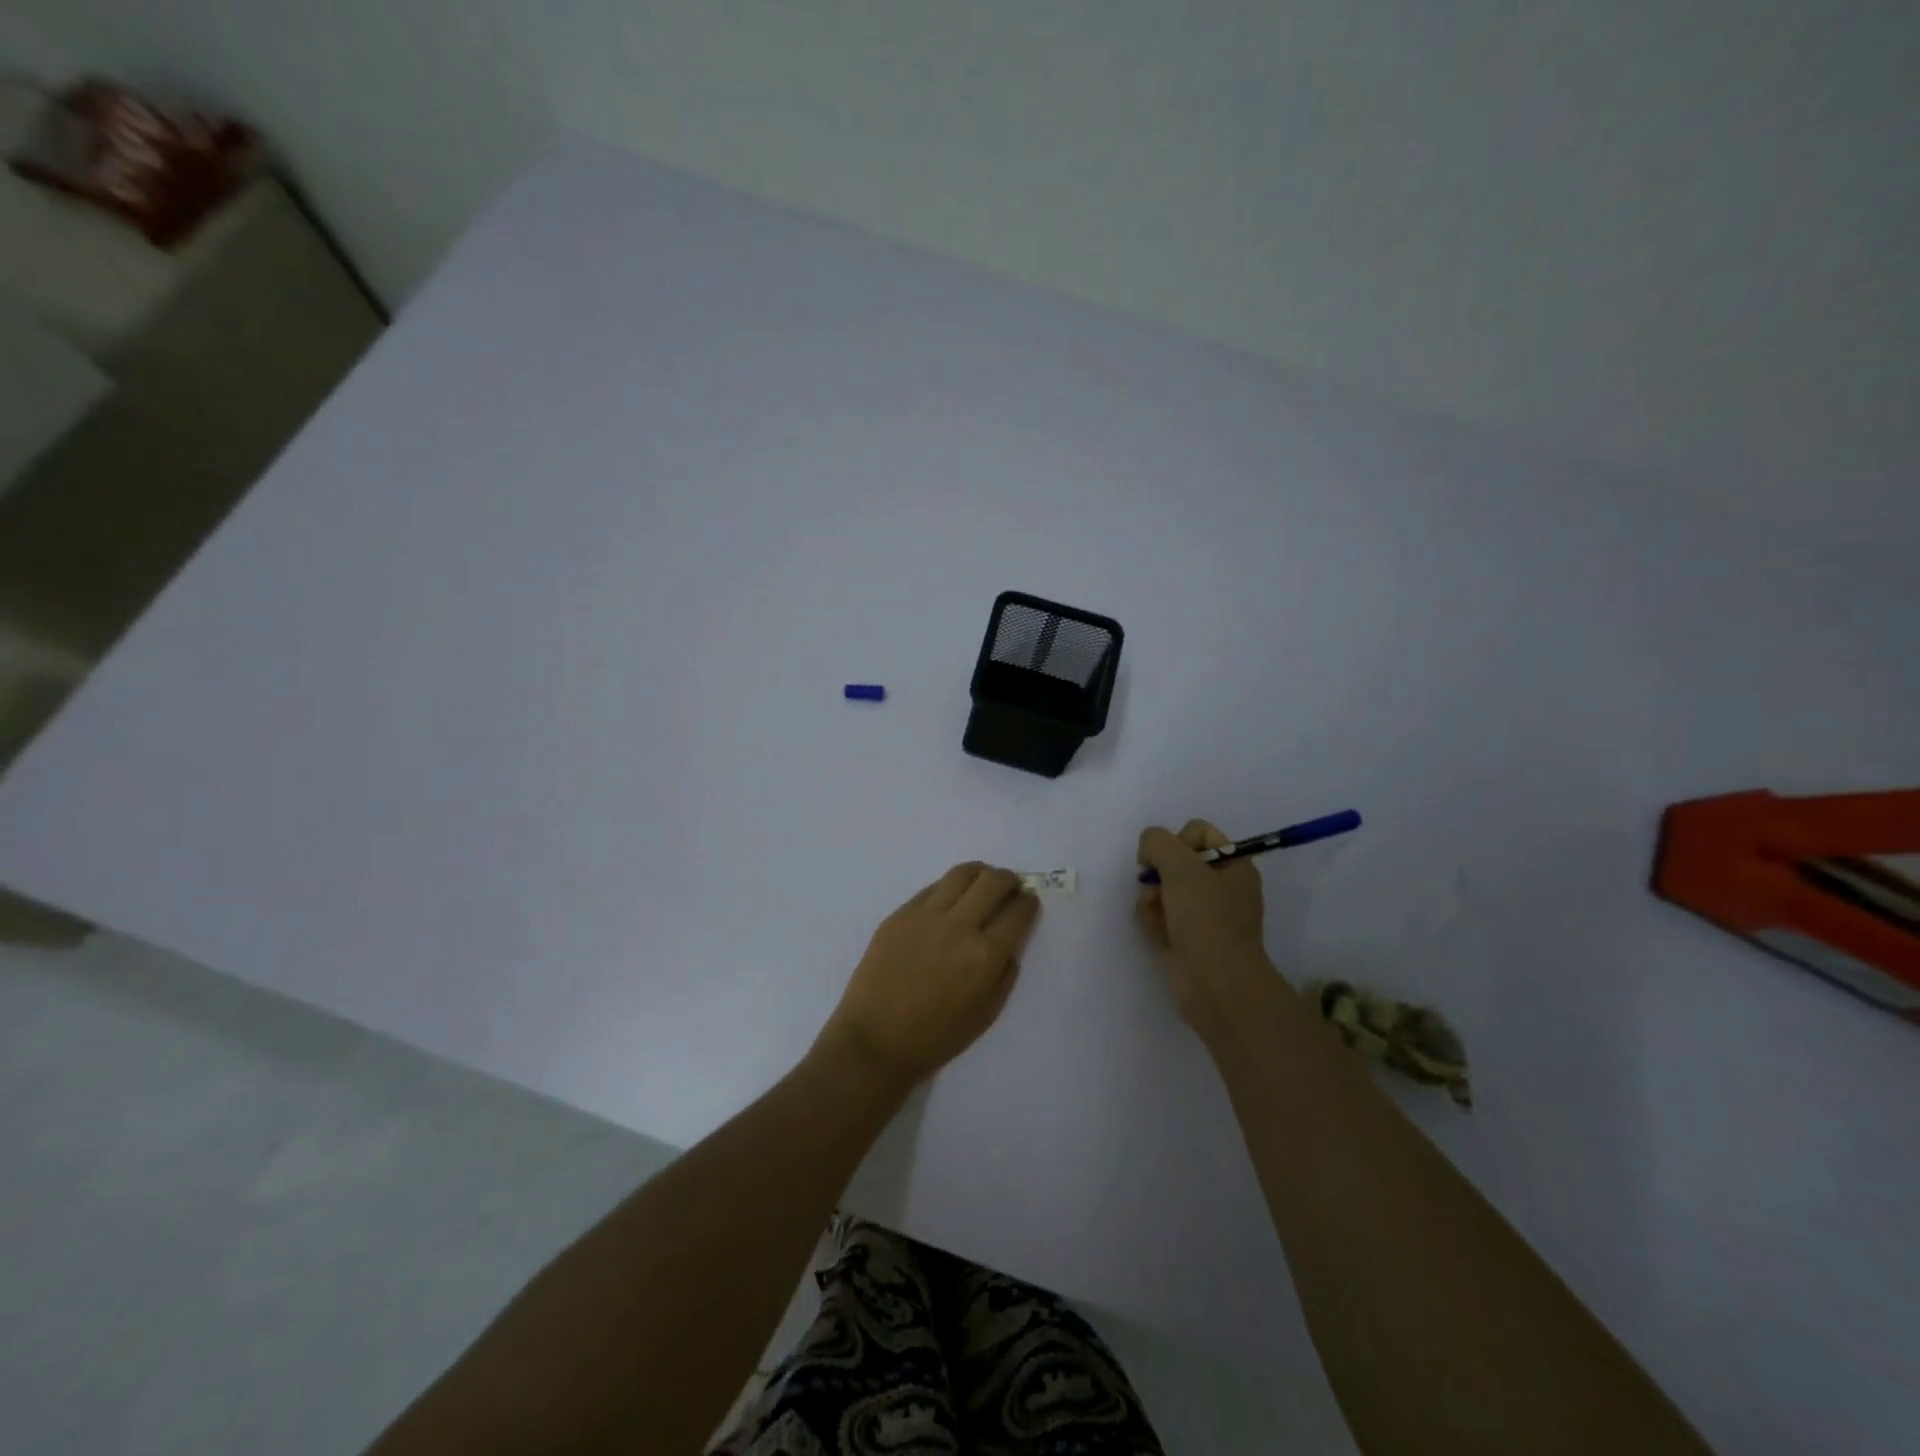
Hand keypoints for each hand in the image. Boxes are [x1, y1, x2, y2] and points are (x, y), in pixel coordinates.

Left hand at [819, 863, 1040, 1088]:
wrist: (875, 1040)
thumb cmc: (935, 1038)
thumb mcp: (985, 1015)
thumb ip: (1004, 974)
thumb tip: (1009, 945)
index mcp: (984, 956)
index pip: (1018, 912)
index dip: (1029, 903)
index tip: (1029, 902)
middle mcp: (958, 926)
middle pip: (993, 881)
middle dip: (1009, 880)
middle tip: (1010, 887)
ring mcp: (925, 915)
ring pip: (962, 873)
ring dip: (980, 873)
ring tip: (982, 883)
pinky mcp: (900, 914)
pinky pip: (932, 888)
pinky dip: (949, 888)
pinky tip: (950, 899)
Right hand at [1136, 819, 1280, 1043]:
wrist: (1216, 984)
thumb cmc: (1206, 919)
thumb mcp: (1181, 866)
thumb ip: (1158, 842)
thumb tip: (1148, 847)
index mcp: (1234, 864)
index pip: (1197, 832)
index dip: (1176, 840)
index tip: (1169, 861)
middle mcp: (1222, 886)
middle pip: (1176, 861)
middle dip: (1158, 872)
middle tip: (1156, 886)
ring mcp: (1204, 915)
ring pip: (1164, 888)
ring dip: (1151, 897)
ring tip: (1154, 913)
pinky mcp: (1187, 938)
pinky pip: (1161, 916)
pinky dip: (1153, 920)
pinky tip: (1155, 931)